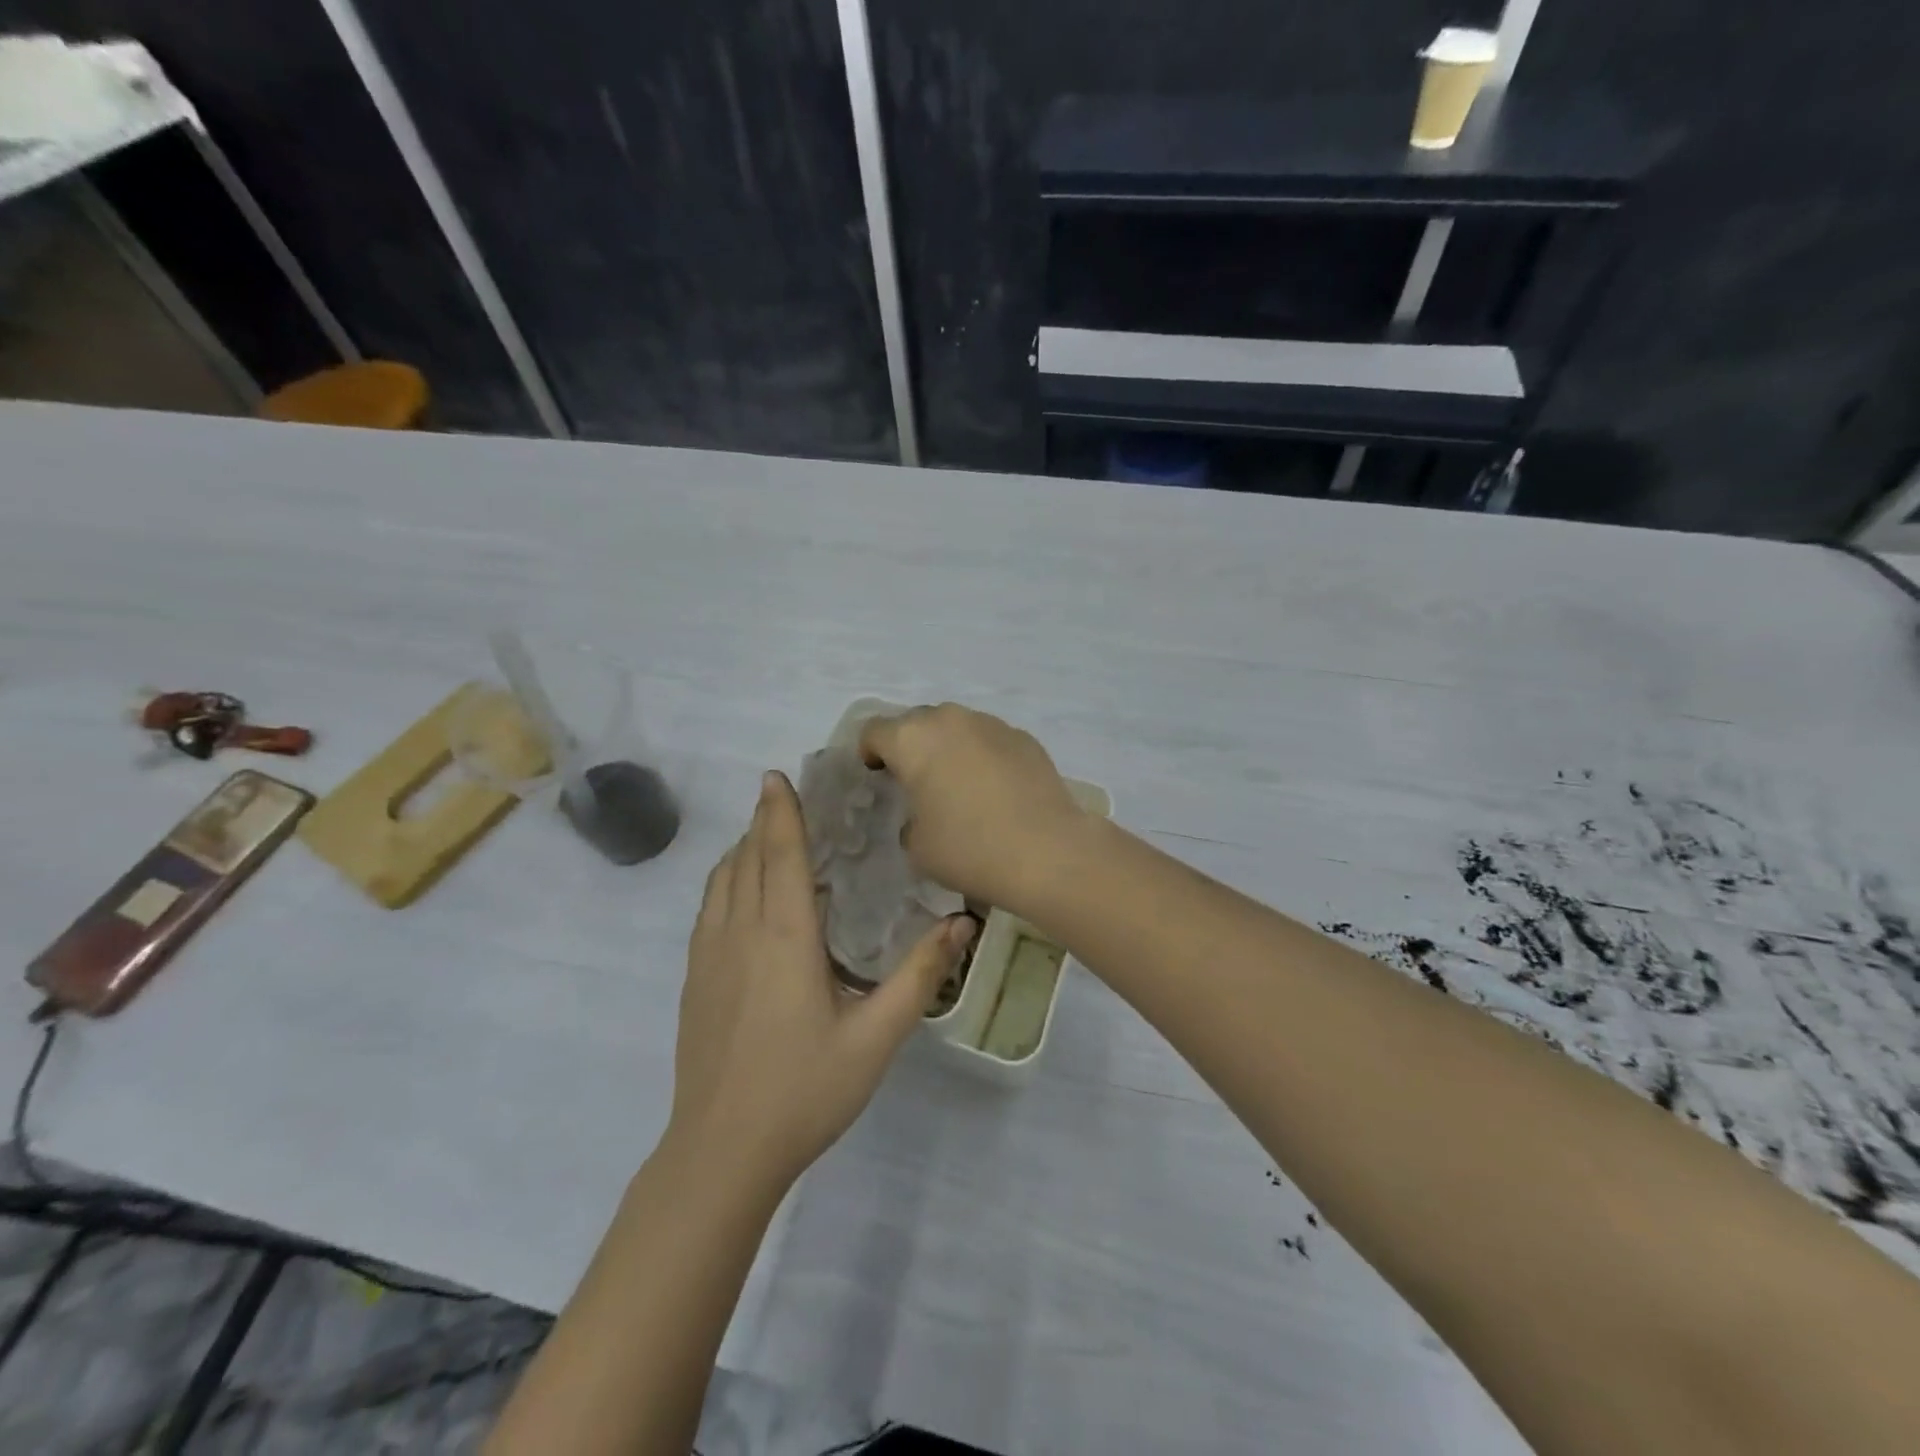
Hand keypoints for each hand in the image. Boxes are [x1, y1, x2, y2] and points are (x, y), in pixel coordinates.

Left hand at [668, 771, 975, 1188]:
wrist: (720, 1154)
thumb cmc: (804, 1091)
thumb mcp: (876, 1037)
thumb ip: (920, 976)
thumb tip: (963, 923)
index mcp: (783, 937)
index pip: (778, 854)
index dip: (779, 811)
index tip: (778, 776)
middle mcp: (739, 933)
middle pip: (746, 858)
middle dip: (763, 821)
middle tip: (787, 797)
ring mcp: (708, 956)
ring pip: (721, 880)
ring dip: (742, 849)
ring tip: (768, 836)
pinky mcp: (694, 979)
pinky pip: (708, 908)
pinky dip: (726, 880)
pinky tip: (744, 893)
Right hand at [859, 703, 1088, 914]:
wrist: (1046, 851)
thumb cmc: (969, 848)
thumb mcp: (918, 847)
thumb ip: (910, 821)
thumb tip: (924, 815)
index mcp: (913, 740)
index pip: (875, 731)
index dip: (869, 752)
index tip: (877, 775)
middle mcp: (950, 720)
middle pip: (917, 722)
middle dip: (911, 745)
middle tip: (916, 780)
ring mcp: (992, 724)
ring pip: (957, 727)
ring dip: (949, 747)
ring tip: (958, 783)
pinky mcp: (1024, 738)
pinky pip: (990, 740)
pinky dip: (983, 756)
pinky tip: (995, 789)